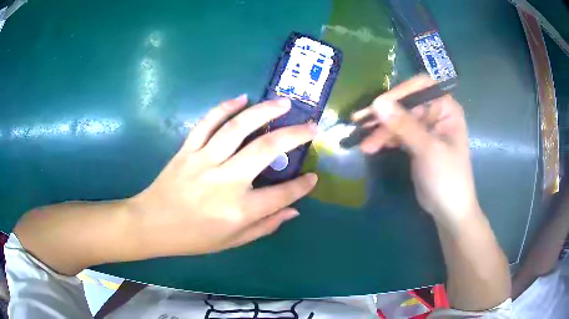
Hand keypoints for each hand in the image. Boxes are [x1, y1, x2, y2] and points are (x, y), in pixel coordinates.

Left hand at [129, 95, 317, 255]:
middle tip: (312, 126)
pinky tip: (242, 98)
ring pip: (238, 128)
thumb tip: (294, 210)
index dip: (302, 186)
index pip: (281, 195)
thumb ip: (265, 226)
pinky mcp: (188, 149)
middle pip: (266, 150)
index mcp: (239, 210)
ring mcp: (204, 160)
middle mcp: (225, 181)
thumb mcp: (232, 242)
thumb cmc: (193, 238)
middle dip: (295, 135)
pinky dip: (225, 107)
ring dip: (265, 112)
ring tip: (284, 103)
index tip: (313, 177)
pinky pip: (207, 123)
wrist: (152, 224)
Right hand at [352, 75, 480, 228]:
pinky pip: (397, 134)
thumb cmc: (447, 177)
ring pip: (398, 119)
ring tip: (364, 144)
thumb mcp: (427, 149)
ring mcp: (425, 128)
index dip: (400, 92)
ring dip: (381, 130)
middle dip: (385, 115)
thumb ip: (404, 125)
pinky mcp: (416, 142)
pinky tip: (371, 147)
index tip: (378, 104)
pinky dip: (384, 139)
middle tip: (361, 123)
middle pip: (406, 104)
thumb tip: (377, 102)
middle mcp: (436, 113)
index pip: (421, 87)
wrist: (449, 210)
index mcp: (446, 108)